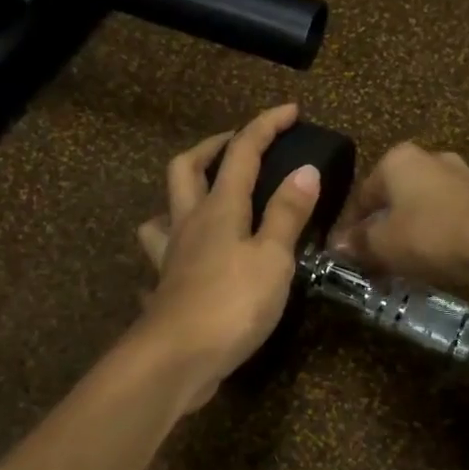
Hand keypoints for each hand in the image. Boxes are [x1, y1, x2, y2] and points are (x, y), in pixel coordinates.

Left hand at [135, 104, 322, 410]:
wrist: (176, 359)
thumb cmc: (232, 304)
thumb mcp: (272, 258)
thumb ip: (287, 215)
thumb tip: (305, 170)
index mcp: (219, 208)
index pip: (242, 152)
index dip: (266, 126)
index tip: (291, 110)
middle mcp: (189, 223)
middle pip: (186, 168)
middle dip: (212, 147)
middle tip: (237, 147)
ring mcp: (171, 256)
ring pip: (165, 210)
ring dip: (183, 194)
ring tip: (208, 200)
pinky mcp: (166, 287)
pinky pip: (163, 255)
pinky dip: (175, 248)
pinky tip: (189, 260)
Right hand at [329, 143, 468, 301]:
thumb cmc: (429, 235)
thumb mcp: (382, 244)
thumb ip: (357, 243)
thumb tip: (338, 246)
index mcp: (398, 159)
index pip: (361, 194)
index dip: (348, 227)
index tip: (342, 254)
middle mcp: (429, 159)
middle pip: (392, 200)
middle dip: (379, 231)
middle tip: (369, 262)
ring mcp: (460, 178)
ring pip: (419, 211)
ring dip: (405, 238)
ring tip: (396, 269)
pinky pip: (444, 221)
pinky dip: (431, 240)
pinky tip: (427, 265)